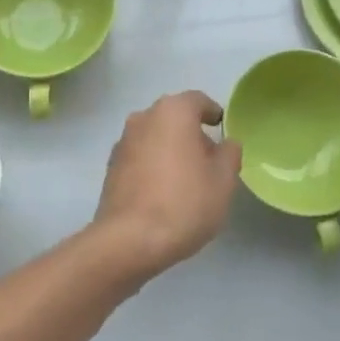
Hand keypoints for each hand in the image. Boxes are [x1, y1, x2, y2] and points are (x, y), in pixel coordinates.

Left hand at [91, 91, 241, 280]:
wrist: (130, 239)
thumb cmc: (184, 202)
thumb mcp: (223, 180)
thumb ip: (229, 154)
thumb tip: (225, 144)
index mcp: (173, 111)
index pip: (198, 101)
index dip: (213, 113)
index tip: (222, 130)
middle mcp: (143, 117)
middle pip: (174, 118)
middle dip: (192, 134)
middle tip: (210, 160)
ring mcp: (123, 142)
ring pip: (155, 137)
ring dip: (170, 150)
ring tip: (187, 180)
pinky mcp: (110, 167)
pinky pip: (140, 157)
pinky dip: (153, 166)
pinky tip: (163, 193)